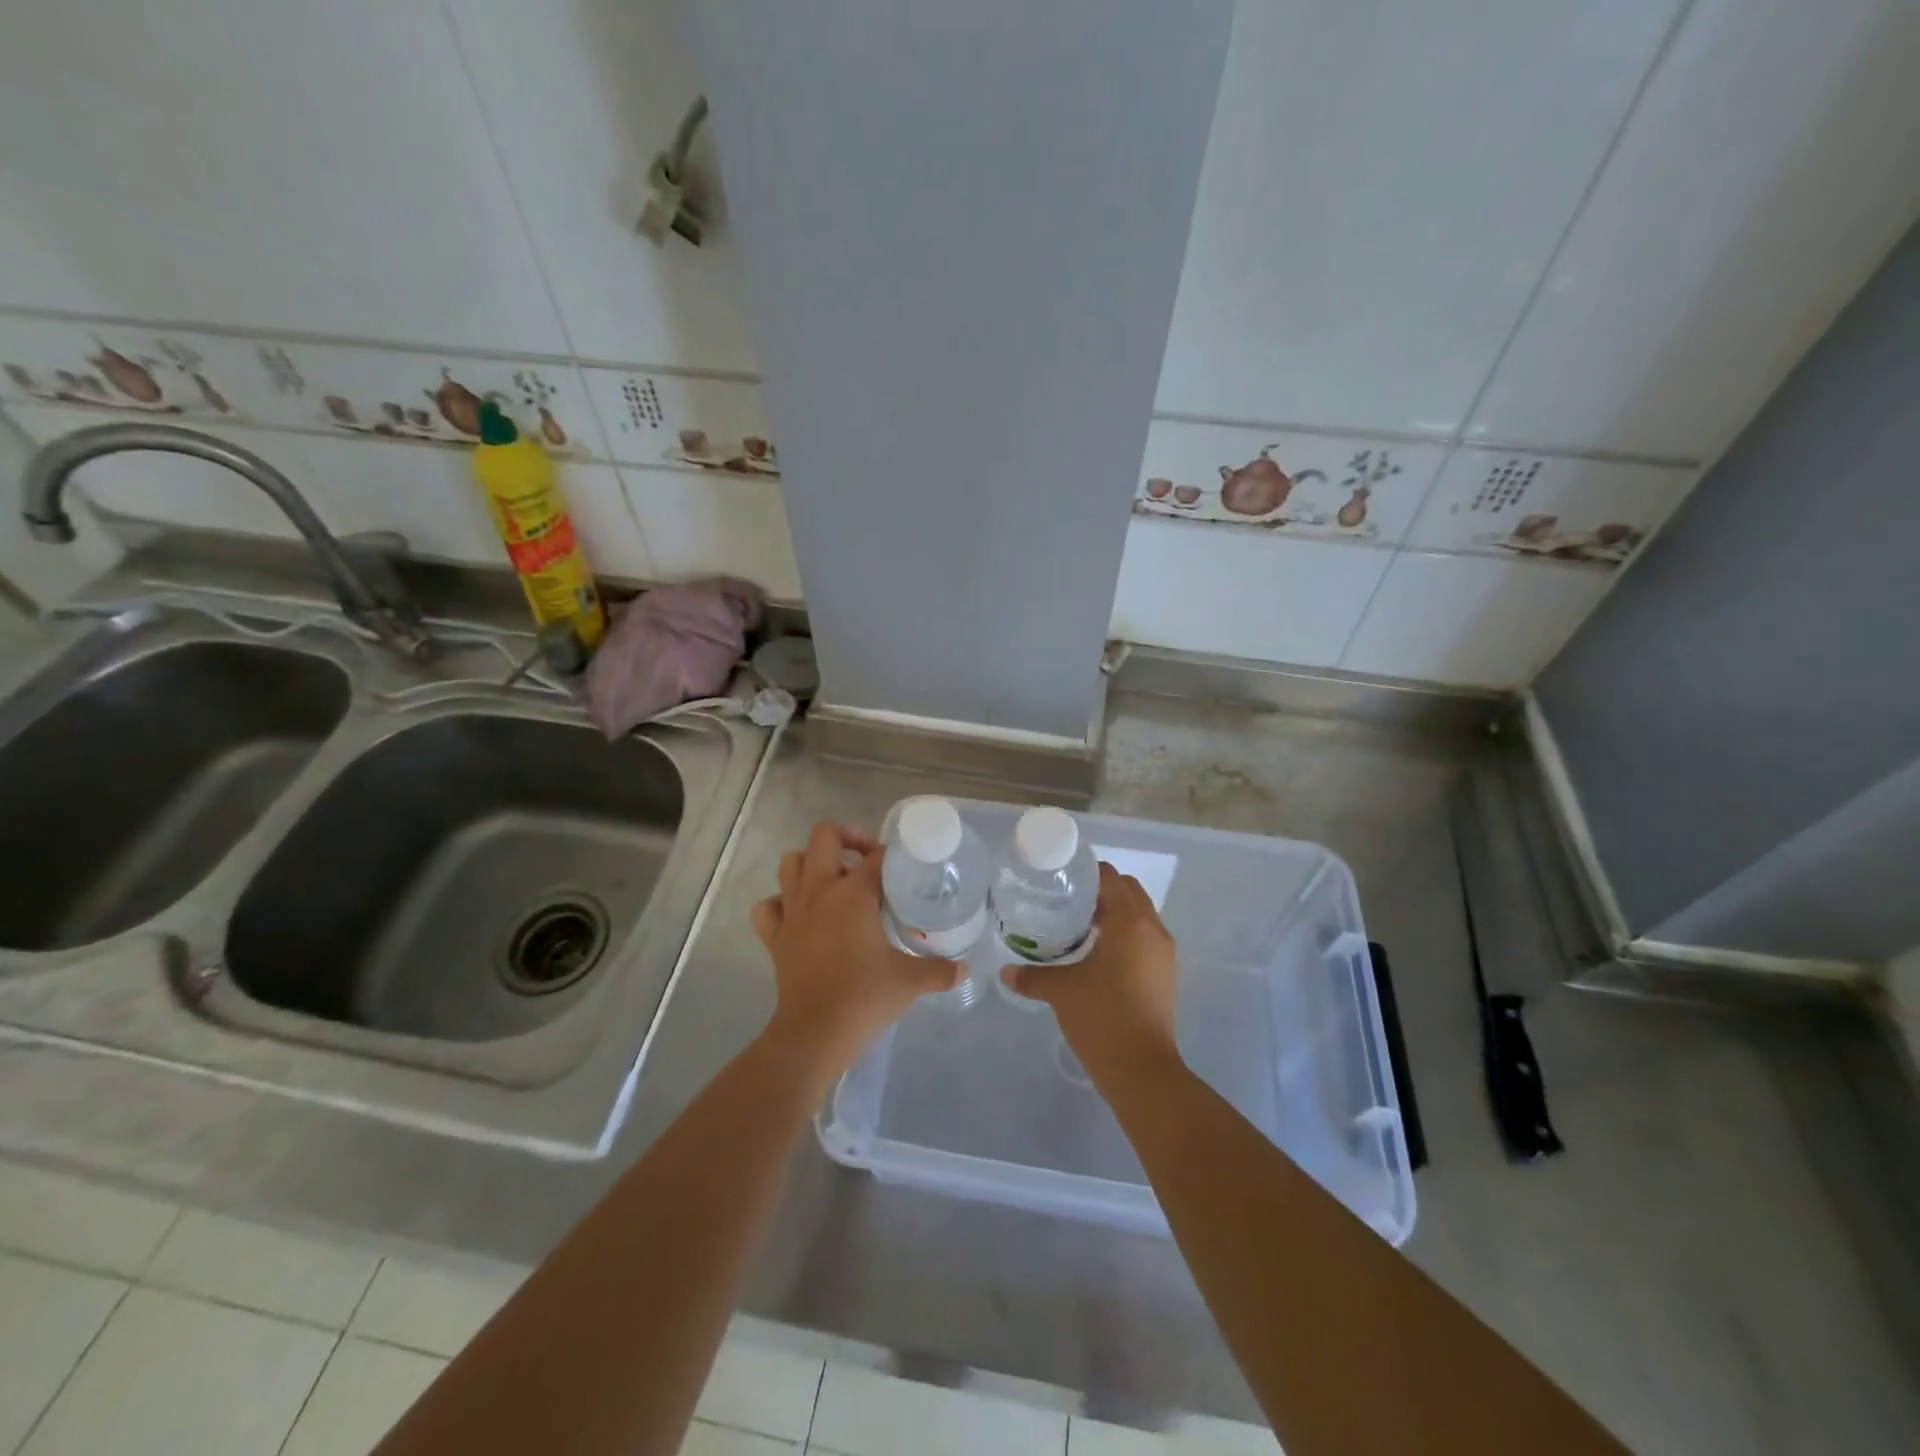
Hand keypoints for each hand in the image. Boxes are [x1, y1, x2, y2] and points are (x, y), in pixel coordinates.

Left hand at [753, 821, 959, 1084]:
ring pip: (791, 863)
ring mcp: (792, 912)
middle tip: (866, 856)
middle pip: (823, 837)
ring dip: (811, 862)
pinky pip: (768, 906)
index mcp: (852, 894)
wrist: (815, 1034)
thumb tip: (965, 969)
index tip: (904, 864)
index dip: (892, 854)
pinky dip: (780, 902)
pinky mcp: (775, 937)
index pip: (875, 857)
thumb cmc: (864, 998)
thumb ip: (939, 970)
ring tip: (833, 877)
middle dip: (846, 836)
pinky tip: (798, 913)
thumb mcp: (910, 981)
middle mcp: (819, 891)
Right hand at [1000, 862, 1181, 1090]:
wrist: (1142, 1070)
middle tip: (1067, 901)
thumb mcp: (1061, 991)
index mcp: (1130, 921)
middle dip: (1101, 891)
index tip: (1061, 879)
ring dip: (1114, 913)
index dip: (1087, 873)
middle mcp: (1153, 930)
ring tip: (1079, 926)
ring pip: (1139, 916)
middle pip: (1129, 892)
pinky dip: (1124, 935)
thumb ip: (1032, 976)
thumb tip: (1005, 971)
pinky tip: (1096, 954)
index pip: (1111, 878)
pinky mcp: (1165, 974)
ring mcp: (1164, 953)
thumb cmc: (1102, 1017)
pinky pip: (1144, 938)